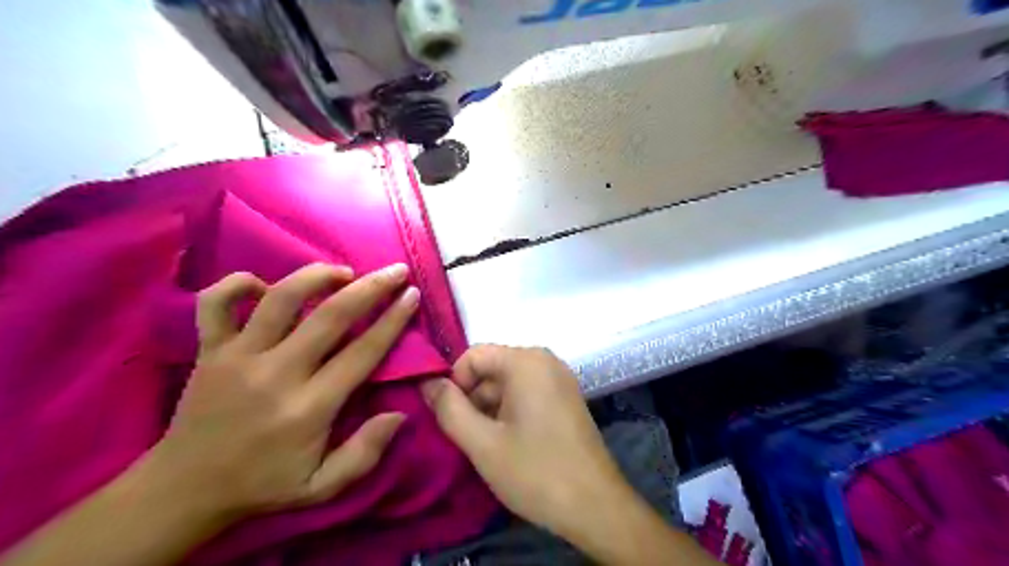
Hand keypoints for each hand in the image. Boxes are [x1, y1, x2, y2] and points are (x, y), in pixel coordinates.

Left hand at [148, 263, 420, 524]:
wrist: (183, 491)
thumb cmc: (263, 485)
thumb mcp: (323, 487)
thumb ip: (364, 453)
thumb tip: (399, 414)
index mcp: (309, 407)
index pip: (362, 352)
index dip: (392, 320)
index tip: (412, 295)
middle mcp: (276, 373)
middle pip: (331, 316)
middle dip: (371, 287)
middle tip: (395, 270)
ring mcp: (238, 357)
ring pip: (281, 298)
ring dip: (317, 276)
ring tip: (344, 271)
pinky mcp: (209, 350)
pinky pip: (216, 303)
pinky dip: (238, 284)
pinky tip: (265, 284)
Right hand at [420, 344, 626, 534]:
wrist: (595, 506)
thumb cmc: (535, 471)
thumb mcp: (482, 443)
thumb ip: (449, 409)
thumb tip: (427, 383)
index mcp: (526, 361)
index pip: (473, 356)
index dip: (454, 384)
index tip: (450, 418)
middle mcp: (545, 360)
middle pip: (491, 368)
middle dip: (472, 399)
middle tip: (466, 437)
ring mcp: (559, 379)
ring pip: (507, 383)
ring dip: (489, 409)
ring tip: (487, 445)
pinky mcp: (566, 397)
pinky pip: (526, 393)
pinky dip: (509, 412)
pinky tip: (508, 443)